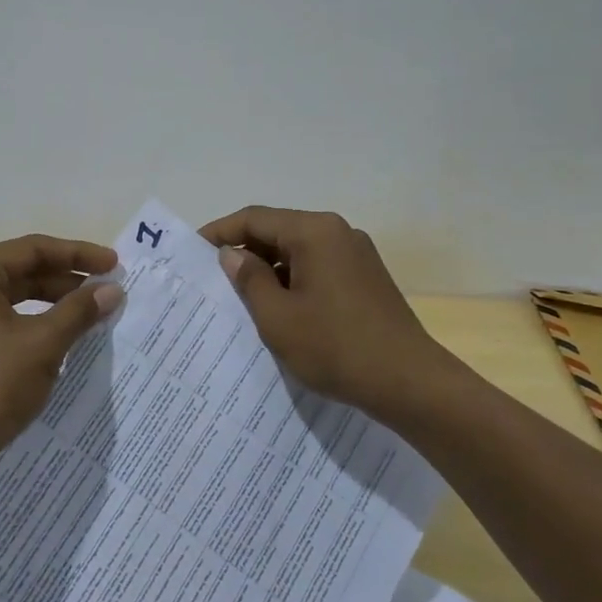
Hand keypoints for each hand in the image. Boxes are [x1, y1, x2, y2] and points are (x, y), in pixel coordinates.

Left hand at [0, 234, 123, 474]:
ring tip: (90, 315)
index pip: (33, 249)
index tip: (114, 265)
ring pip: (12, 299)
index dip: (78, 255)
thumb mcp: (42, 344)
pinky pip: (0, 323)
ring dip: (52, 305)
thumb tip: (112, 290)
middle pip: (21, 271)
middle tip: (107, 291)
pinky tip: (60, 340)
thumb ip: (79, 311)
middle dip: (66, 281)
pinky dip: (32, 326)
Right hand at [200, 206, 457, 423]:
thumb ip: (249, 279)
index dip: (220, 232)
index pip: (255, 218)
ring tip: (240, 298)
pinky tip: (279, 308)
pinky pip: (318, 267)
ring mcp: (356, 255)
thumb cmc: (336, 347)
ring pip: (298, 251)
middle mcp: (337, 232)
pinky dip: (293, 280)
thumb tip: (232, 254)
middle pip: (278, 230)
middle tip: (212, 277)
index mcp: (315, 232)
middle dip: (244, 251)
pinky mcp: (366, 278)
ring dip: (269, 269)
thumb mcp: (278, 317)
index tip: (192, 251)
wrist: (409, 383)